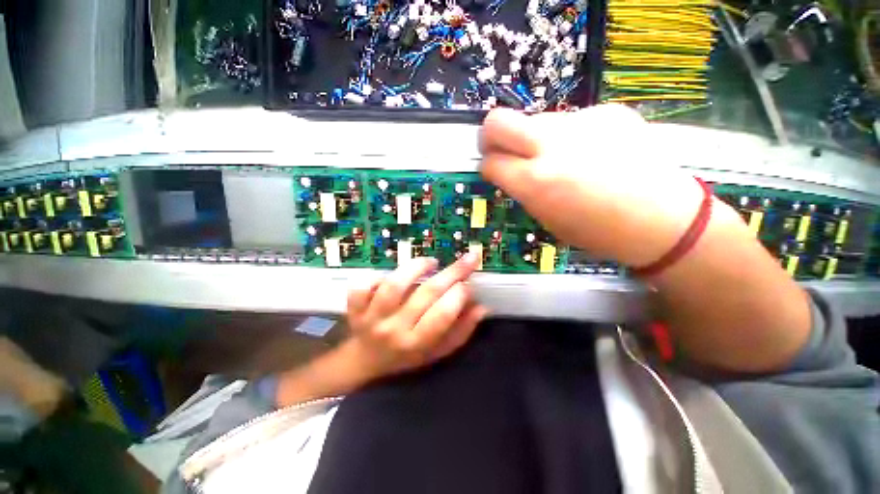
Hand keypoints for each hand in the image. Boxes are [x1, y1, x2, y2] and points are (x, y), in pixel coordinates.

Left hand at [341, 254, 488, 384]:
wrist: (366, 362)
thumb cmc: (408, 357)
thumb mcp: (438, 352)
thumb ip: (461, 331)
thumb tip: (482, 307)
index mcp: (417, 344)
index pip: (442, 315)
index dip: (460, 295)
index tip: (469, 283)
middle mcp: (394, 330)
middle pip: (425, 294)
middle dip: (452, 272)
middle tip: (467, 259)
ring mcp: (371, 318)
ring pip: (394, 285)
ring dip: (416, 267)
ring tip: (431, 262)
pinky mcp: (355, 308)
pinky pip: (362, 287)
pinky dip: (376, 276)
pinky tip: (391, 276)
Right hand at [479, 105, 706, 267]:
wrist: (662, 218)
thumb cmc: (599, 231)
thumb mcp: (547, 219)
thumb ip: (524, 190)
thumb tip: (510, 172)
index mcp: (536, 181)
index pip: (490, 162)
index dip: (486, 167)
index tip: (492, 170)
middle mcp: (551, 145)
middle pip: (498, 121)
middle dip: (490, 135)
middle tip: (498, 148)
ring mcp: (581, 122)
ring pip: (536, 120)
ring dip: (535, 139)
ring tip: (558, 159)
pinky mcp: (607, 111)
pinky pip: (572, 121)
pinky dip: (571, 137)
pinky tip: (592, 154)